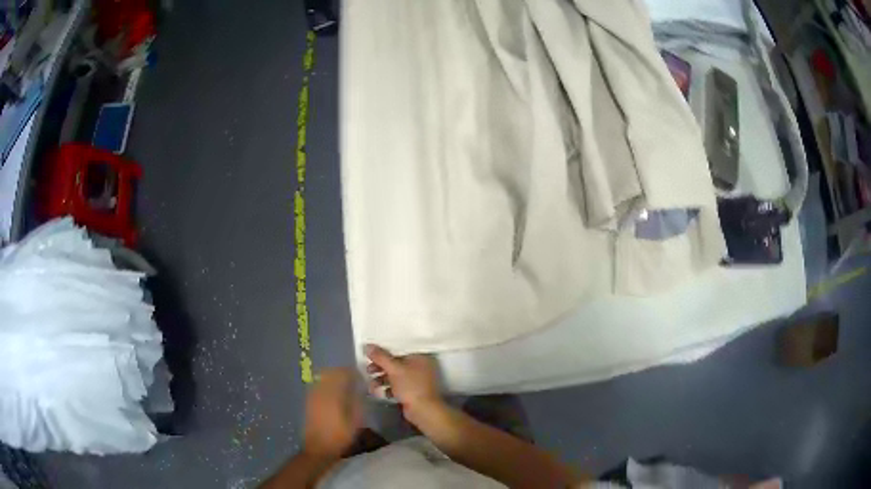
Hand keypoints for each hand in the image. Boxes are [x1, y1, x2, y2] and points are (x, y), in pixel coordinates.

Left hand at [303, 368, 362, 457]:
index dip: (351, 373)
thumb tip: (361, 389)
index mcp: (333, 395)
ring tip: (344, 383)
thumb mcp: (355, 422)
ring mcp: (313, 396)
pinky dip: (325, 384)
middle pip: (330, 373)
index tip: (360, 375)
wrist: (319, 448)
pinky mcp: (309, 402)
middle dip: (341, 373)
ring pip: (322, 378)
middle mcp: (321, 392)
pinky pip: (317, 386)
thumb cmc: (340, 436)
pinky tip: (333, 392)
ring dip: (333, 377)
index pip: (341, 375)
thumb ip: (358, 403)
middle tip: (352, 378)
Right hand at [364, 344, 444, 424]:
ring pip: (395, 375)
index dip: (383, 351)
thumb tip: (367, 345)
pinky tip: (381, 393)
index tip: (370, 354)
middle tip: (368, 370)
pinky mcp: (412, 392)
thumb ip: (380, 357)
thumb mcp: (394, 369)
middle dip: (380, 367)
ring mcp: (416, 380)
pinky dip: (388, 389)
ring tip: (371, 386)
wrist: (423, 410)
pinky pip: (397, 386)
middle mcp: (419, 366)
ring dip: (382, 379)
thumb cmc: (411, 386)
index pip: (399, 349)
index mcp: (419, 357)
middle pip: (396, 363)